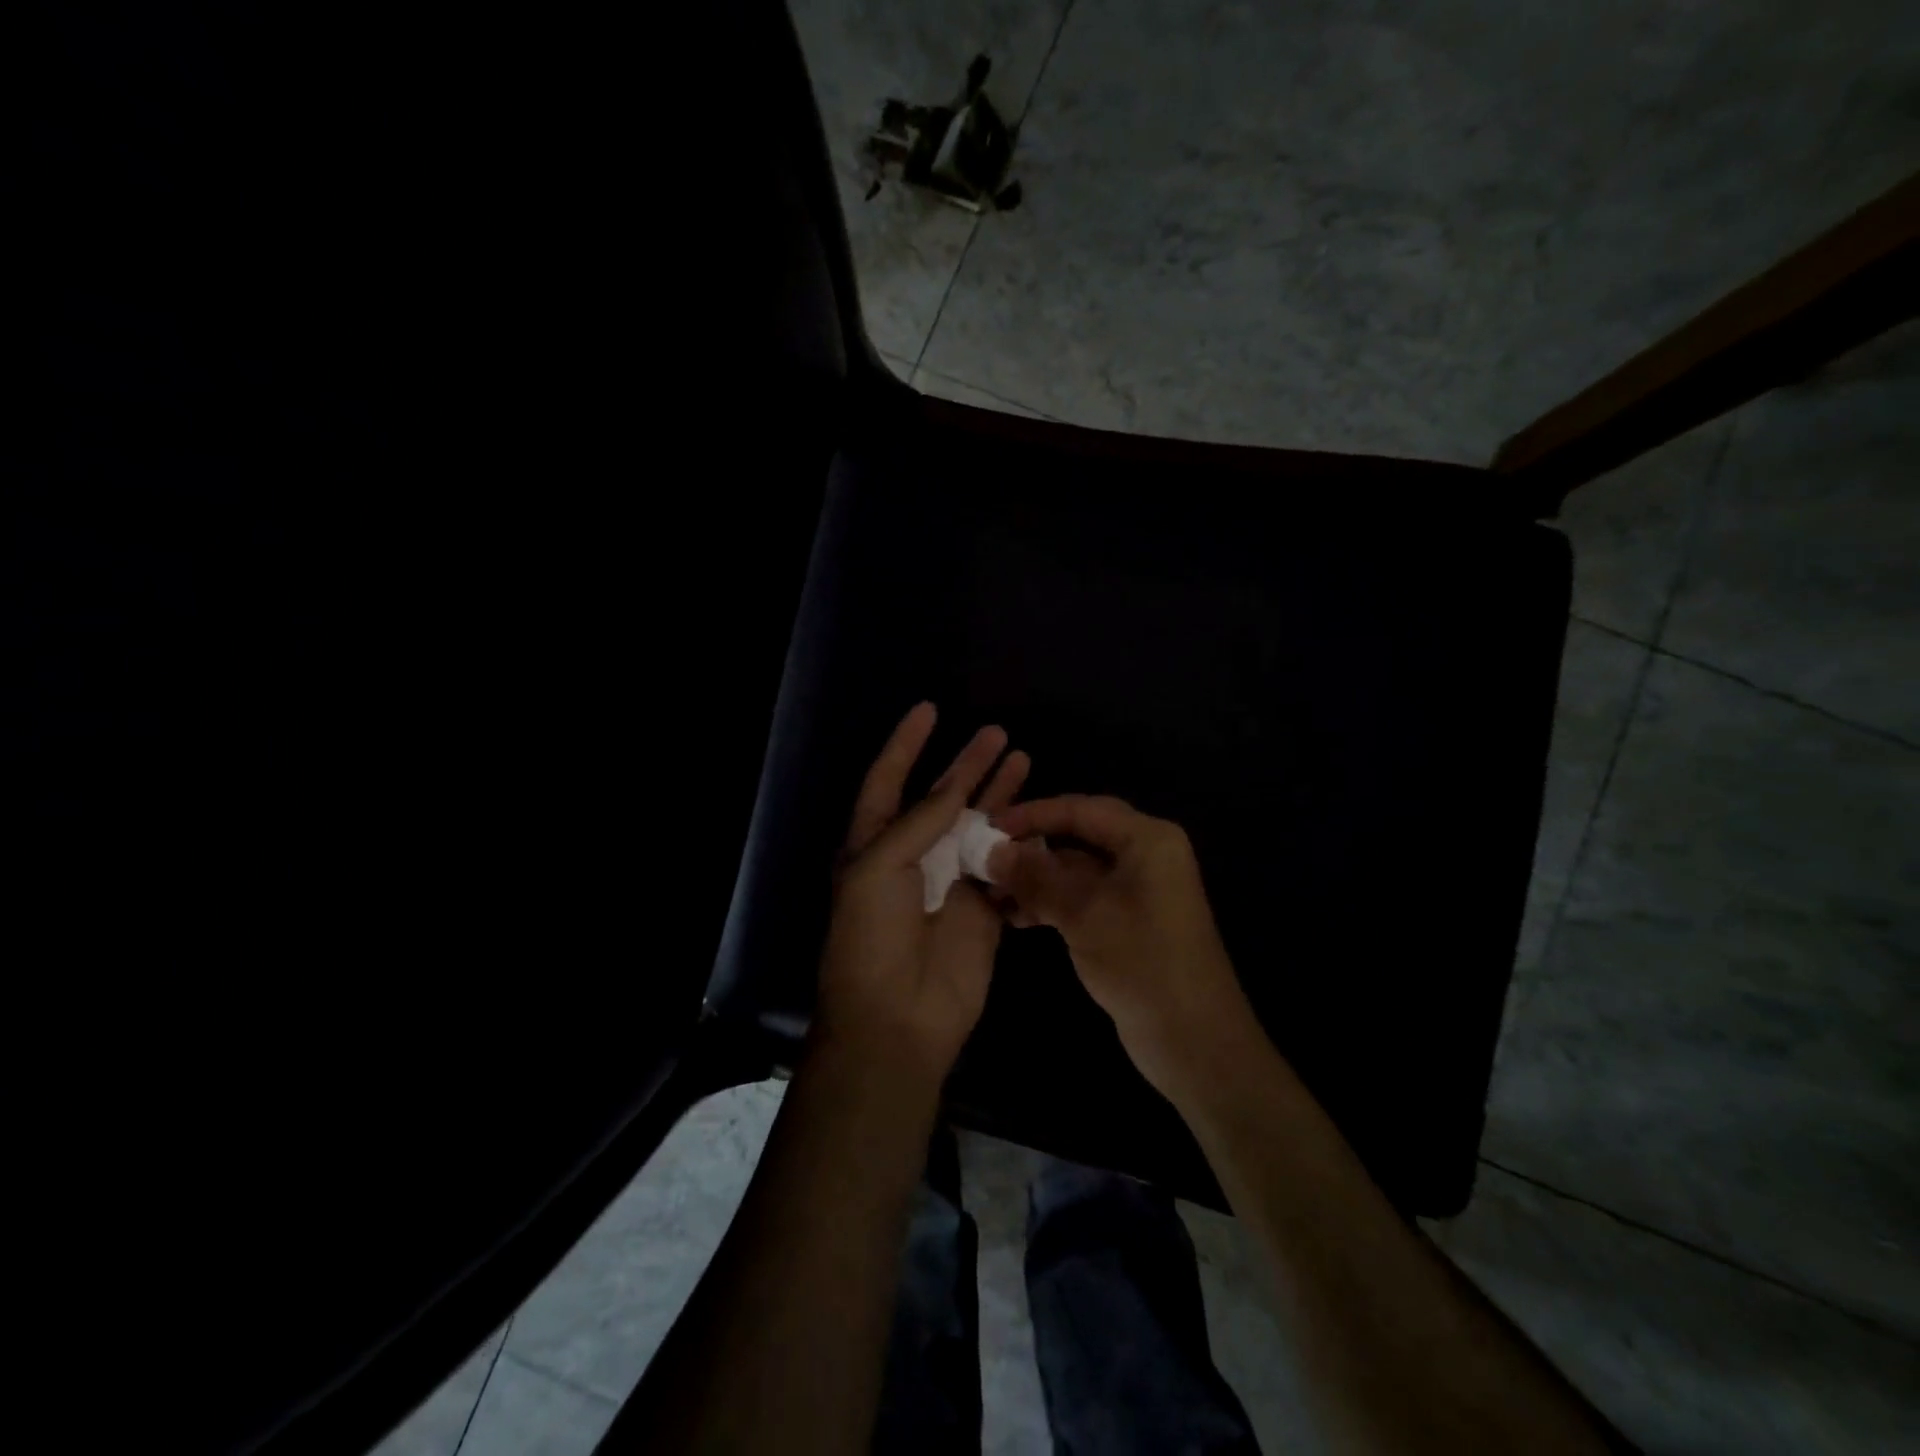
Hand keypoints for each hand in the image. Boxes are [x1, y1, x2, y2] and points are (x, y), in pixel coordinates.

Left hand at [813, 703, 1030, 1085]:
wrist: (896, 1017)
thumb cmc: (871, 937)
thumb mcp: (879, 868)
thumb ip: (918, 823)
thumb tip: (951, 788)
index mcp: (874, 843)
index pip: (889, 780)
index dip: (906, 744)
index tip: (929, 709)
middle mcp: (913, 856)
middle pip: (943, 797)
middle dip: (967, 764)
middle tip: (997, 732)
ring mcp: (950, 881)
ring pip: (977, 825)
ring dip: (997, 793)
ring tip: (1022, 757)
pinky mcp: (982, 908)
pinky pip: (1002, 864)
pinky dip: (1018, 840)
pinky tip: (1038, 815)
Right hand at [986, 795, 1257, 1100]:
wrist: (1195, 1042)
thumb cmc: (1143, 964)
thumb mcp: (1084, 915)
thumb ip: (1036, 878)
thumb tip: (990, 850)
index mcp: (1147, 839)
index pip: (1080, 809)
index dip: (1032, 815)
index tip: (986, 827)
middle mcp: (1144, 854)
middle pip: (1077, 836)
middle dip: (1031, 847)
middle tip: (983, 858)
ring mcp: (1136, 889)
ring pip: (1076, 869)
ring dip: (1035, 878)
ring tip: (990, 893)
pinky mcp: (1127, 920)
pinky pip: (1082, 897)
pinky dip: (1050, 902)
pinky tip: (1014, 917)